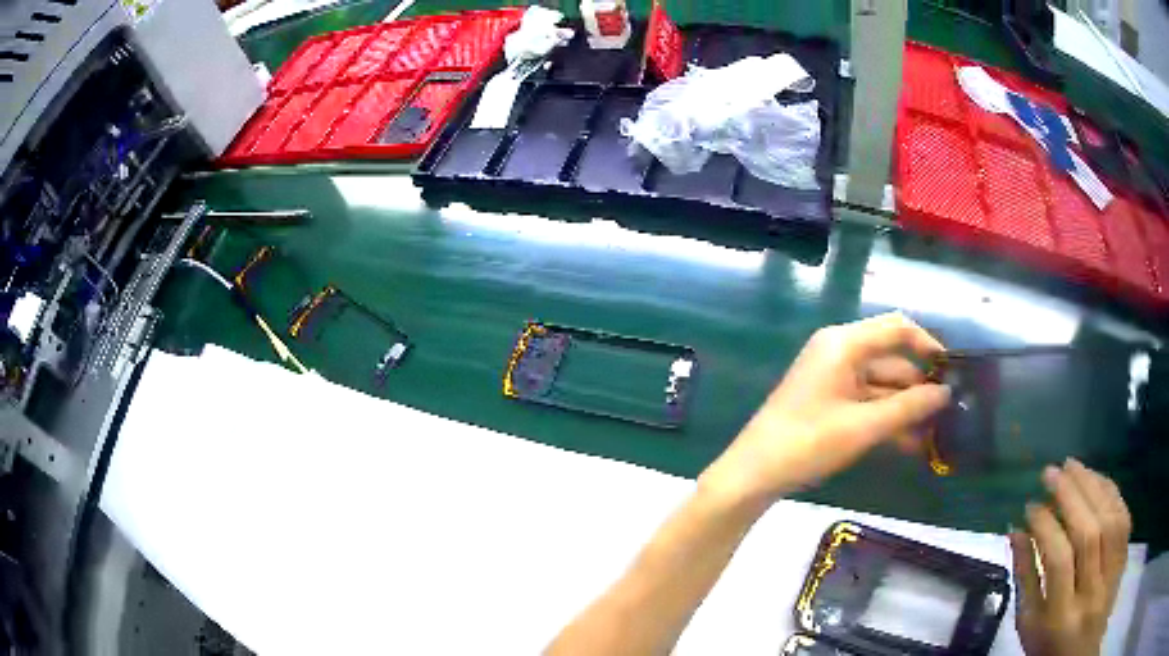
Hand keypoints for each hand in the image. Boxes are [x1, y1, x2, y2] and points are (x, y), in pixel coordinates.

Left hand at [701, 313, 949, 504]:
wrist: (754, 474)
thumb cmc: (808, 443)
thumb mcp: (864, 426)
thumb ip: (908, 408)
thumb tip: (946, 393)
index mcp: (844, 343)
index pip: (897, 329)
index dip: (927, 345)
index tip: (951, 370)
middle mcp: (839, 352)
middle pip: (891, 360)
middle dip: (919, 387)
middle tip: (948, 412)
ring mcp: (833, 378)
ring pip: (881, 386)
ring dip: (906, 408)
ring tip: (934, 435)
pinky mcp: (829, 401)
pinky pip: (867, 403)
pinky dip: (887, 419)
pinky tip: (910, 444)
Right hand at [1011, 460, 1131, 655]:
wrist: (1082, 650)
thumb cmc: (1050, 645)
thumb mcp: (1029, 626)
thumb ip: (1025, 580)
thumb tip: (1016, 532)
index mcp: (1060, 616)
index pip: (1058, 561)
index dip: (1044, 528)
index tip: (1030, 506)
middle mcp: (1091, 591)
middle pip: (1088, 534)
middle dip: (1070, 496)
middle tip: (1051, 472)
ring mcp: (1111, 572)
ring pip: (1109, 519)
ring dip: (1092, 486)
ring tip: (1072, 465)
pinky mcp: (1124, 555)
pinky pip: (1123, 516)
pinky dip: (1110, 492)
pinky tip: (1097, 478)